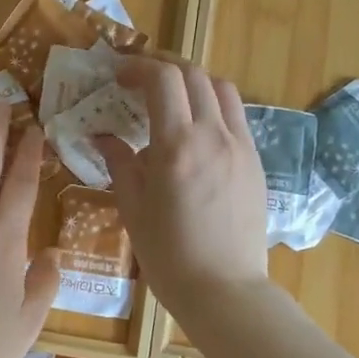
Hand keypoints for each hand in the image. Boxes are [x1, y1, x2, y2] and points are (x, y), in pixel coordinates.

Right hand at [97, 57, 267, 313]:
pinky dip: (213, 106)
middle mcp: (214, 135)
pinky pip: (235, 116)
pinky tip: (196, 129)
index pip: (162, 79)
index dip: (138, 67)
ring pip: (221, 89)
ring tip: (171, 98)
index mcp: (177, 146)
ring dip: (193, 82)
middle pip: (194, 75)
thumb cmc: (169, 256)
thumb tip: (102, 136)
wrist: (225, 290)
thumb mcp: (133, 208)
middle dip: (164, 67)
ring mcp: (241, 146)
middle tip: (139, 80)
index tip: (118, 76)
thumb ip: (119, 163)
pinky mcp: (255, 161)